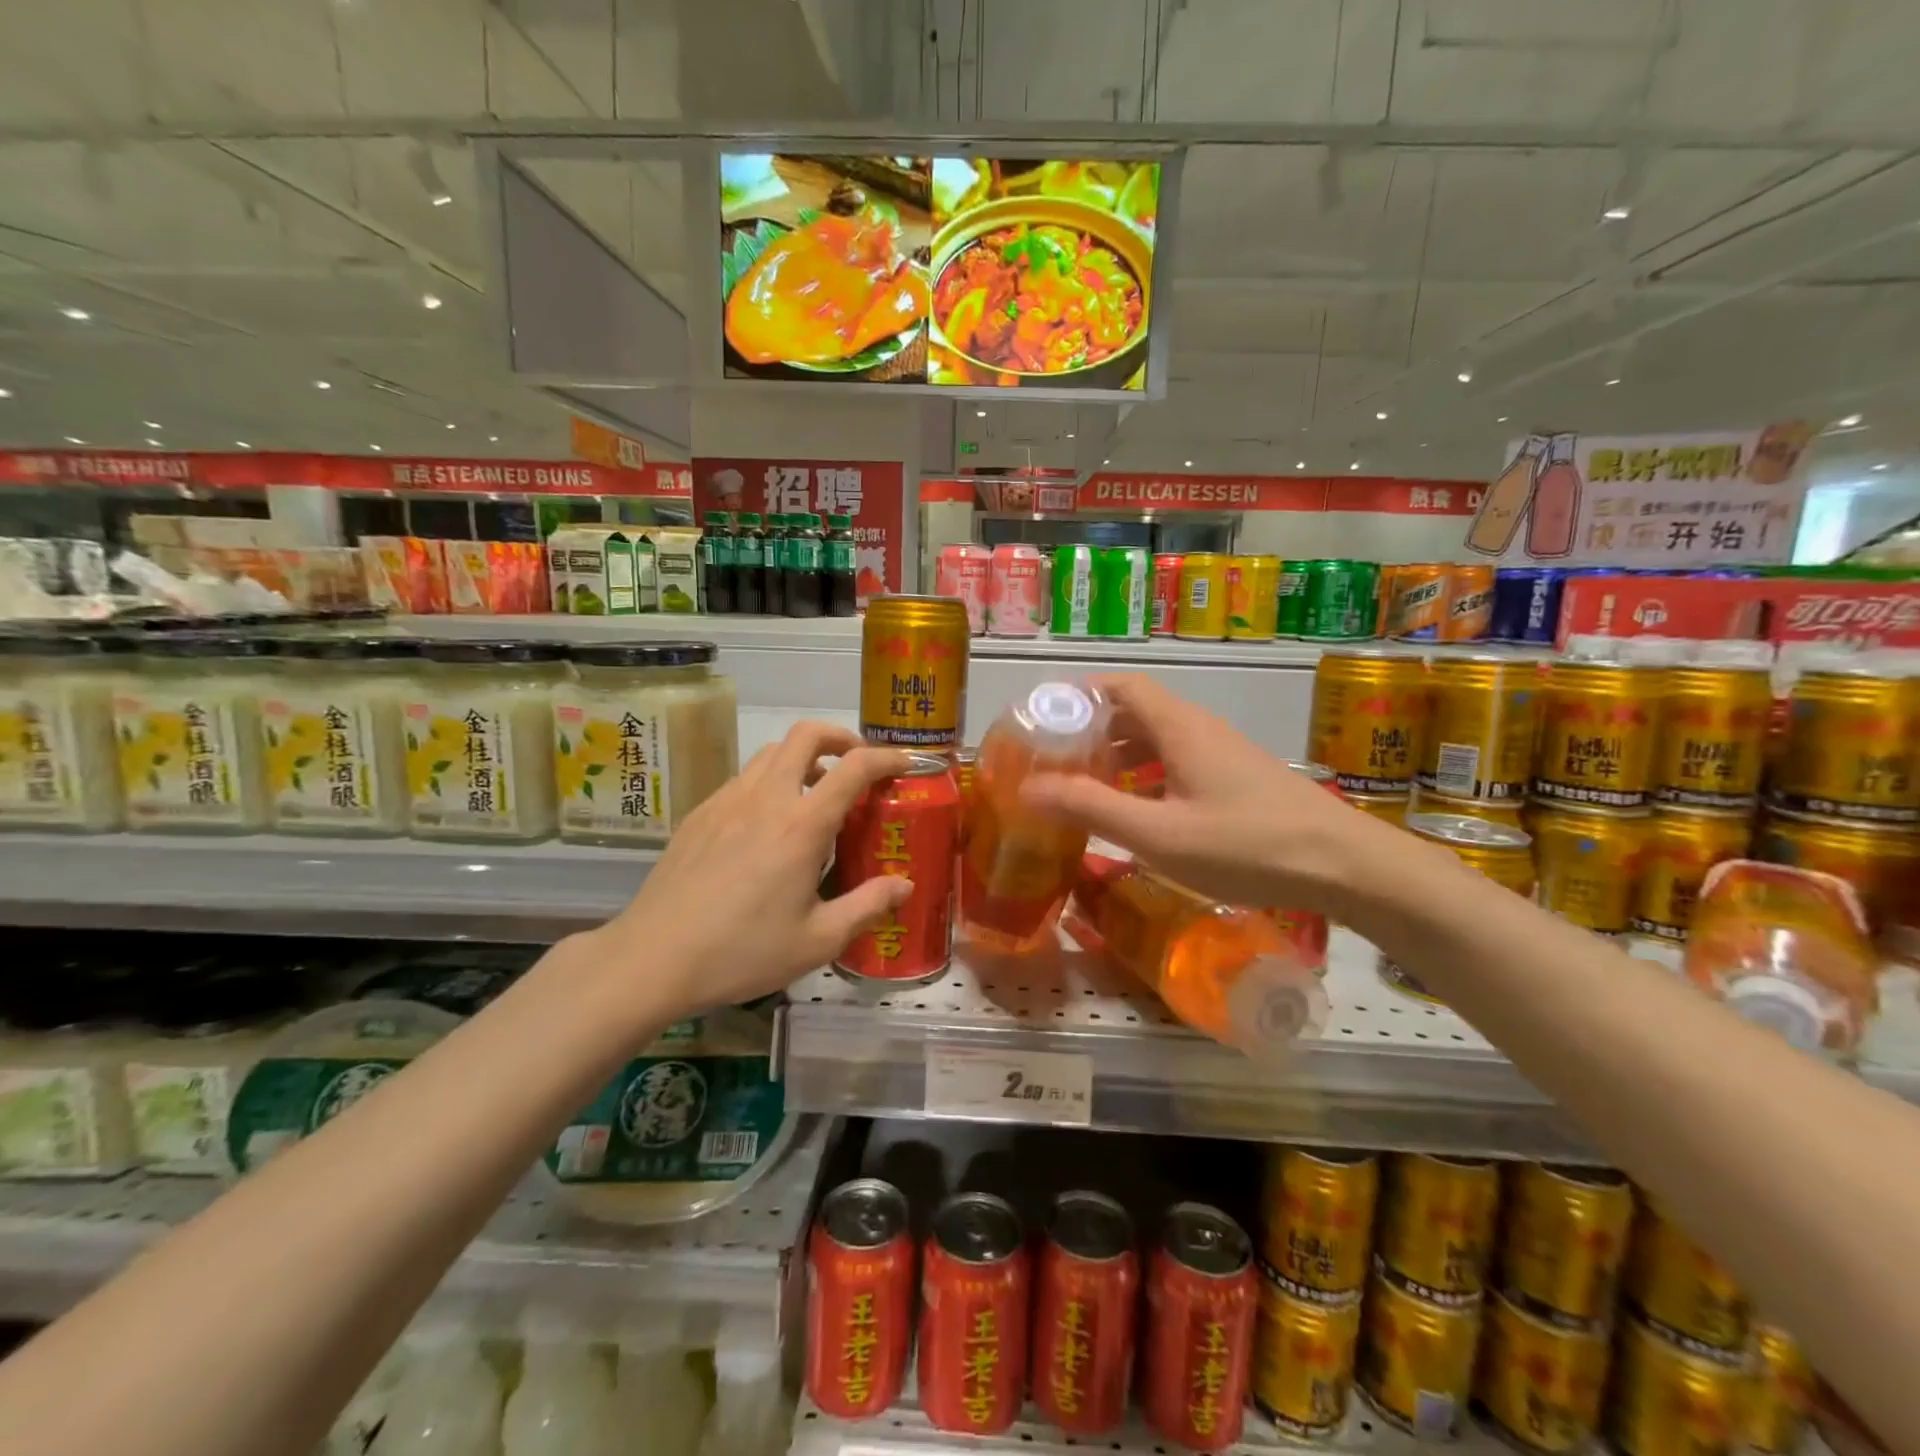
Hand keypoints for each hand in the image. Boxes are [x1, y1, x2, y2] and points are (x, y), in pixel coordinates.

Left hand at [594, 722, 914, 1016]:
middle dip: (841, 738)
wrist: (652, 959)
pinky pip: (745, 778)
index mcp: (801, 825)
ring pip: (772, 752)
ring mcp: (727, 800)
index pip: (854, 767)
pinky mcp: (700, 813)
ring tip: (817, 793)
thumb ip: (867, 906)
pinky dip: (771, 780)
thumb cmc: (742, 952)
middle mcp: (765, 798)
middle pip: (806, 735)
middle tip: (858, 765)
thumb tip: (905, 885)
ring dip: (804, 757)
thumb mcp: (818, 940)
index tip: (906, 764)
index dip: (887, 758)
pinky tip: (769, 824)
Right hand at [1024, 674, 1392, 913]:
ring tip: (1087, 787)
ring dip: (1120, 756)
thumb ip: (1091, 809)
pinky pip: (1180, 762)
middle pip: (1136, 711)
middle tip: (1055, 762)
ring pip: (1159, 739)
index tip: (1043, 720)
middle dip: (1092, 731)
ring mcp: (1224, 753)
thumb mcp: (1159, 834)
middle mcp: (1201, 729)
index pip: (1120, 686)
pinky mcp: (1240, 779)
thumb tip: (1028, 787)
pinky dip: (1148, 776)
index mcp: (1179, 727)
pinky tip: (1140, 812)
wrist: (1347, 867)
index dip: (1079, 695)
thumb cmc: (1246, 845)